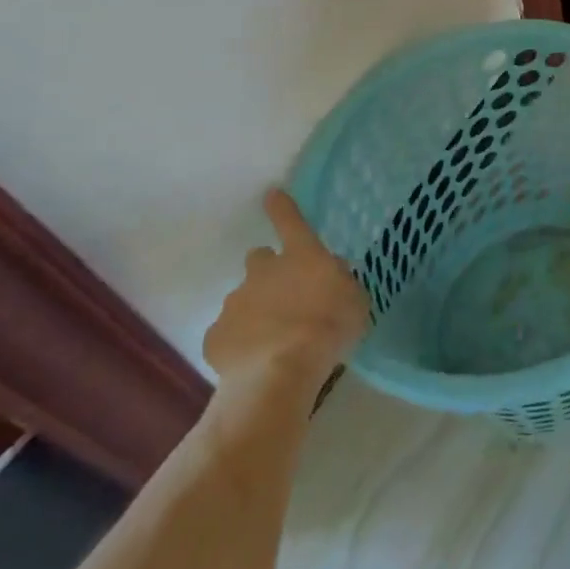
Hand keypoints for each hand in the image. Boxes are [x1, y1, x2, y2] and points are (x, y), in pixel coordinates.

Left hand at [203, 191, 369, 390]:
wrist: (280, 374)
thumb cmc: (329, 328)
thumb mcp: (355, 300)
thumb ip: (341, 282)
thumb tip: (331, 273)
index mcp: (301, 256)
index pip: (291, 221)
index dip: (282, 207)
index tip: (271, 194)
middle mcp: (263, 271)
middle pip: (259, 259)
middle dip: (269, 273)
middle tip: (284, 297)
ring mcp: (235, 302)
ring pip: (243, 299)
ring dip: (256, 311)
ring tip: (273, 341)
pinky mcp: (215, 336)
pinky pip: (227, 334)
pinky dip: (239, 344)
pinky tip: (253, 362)